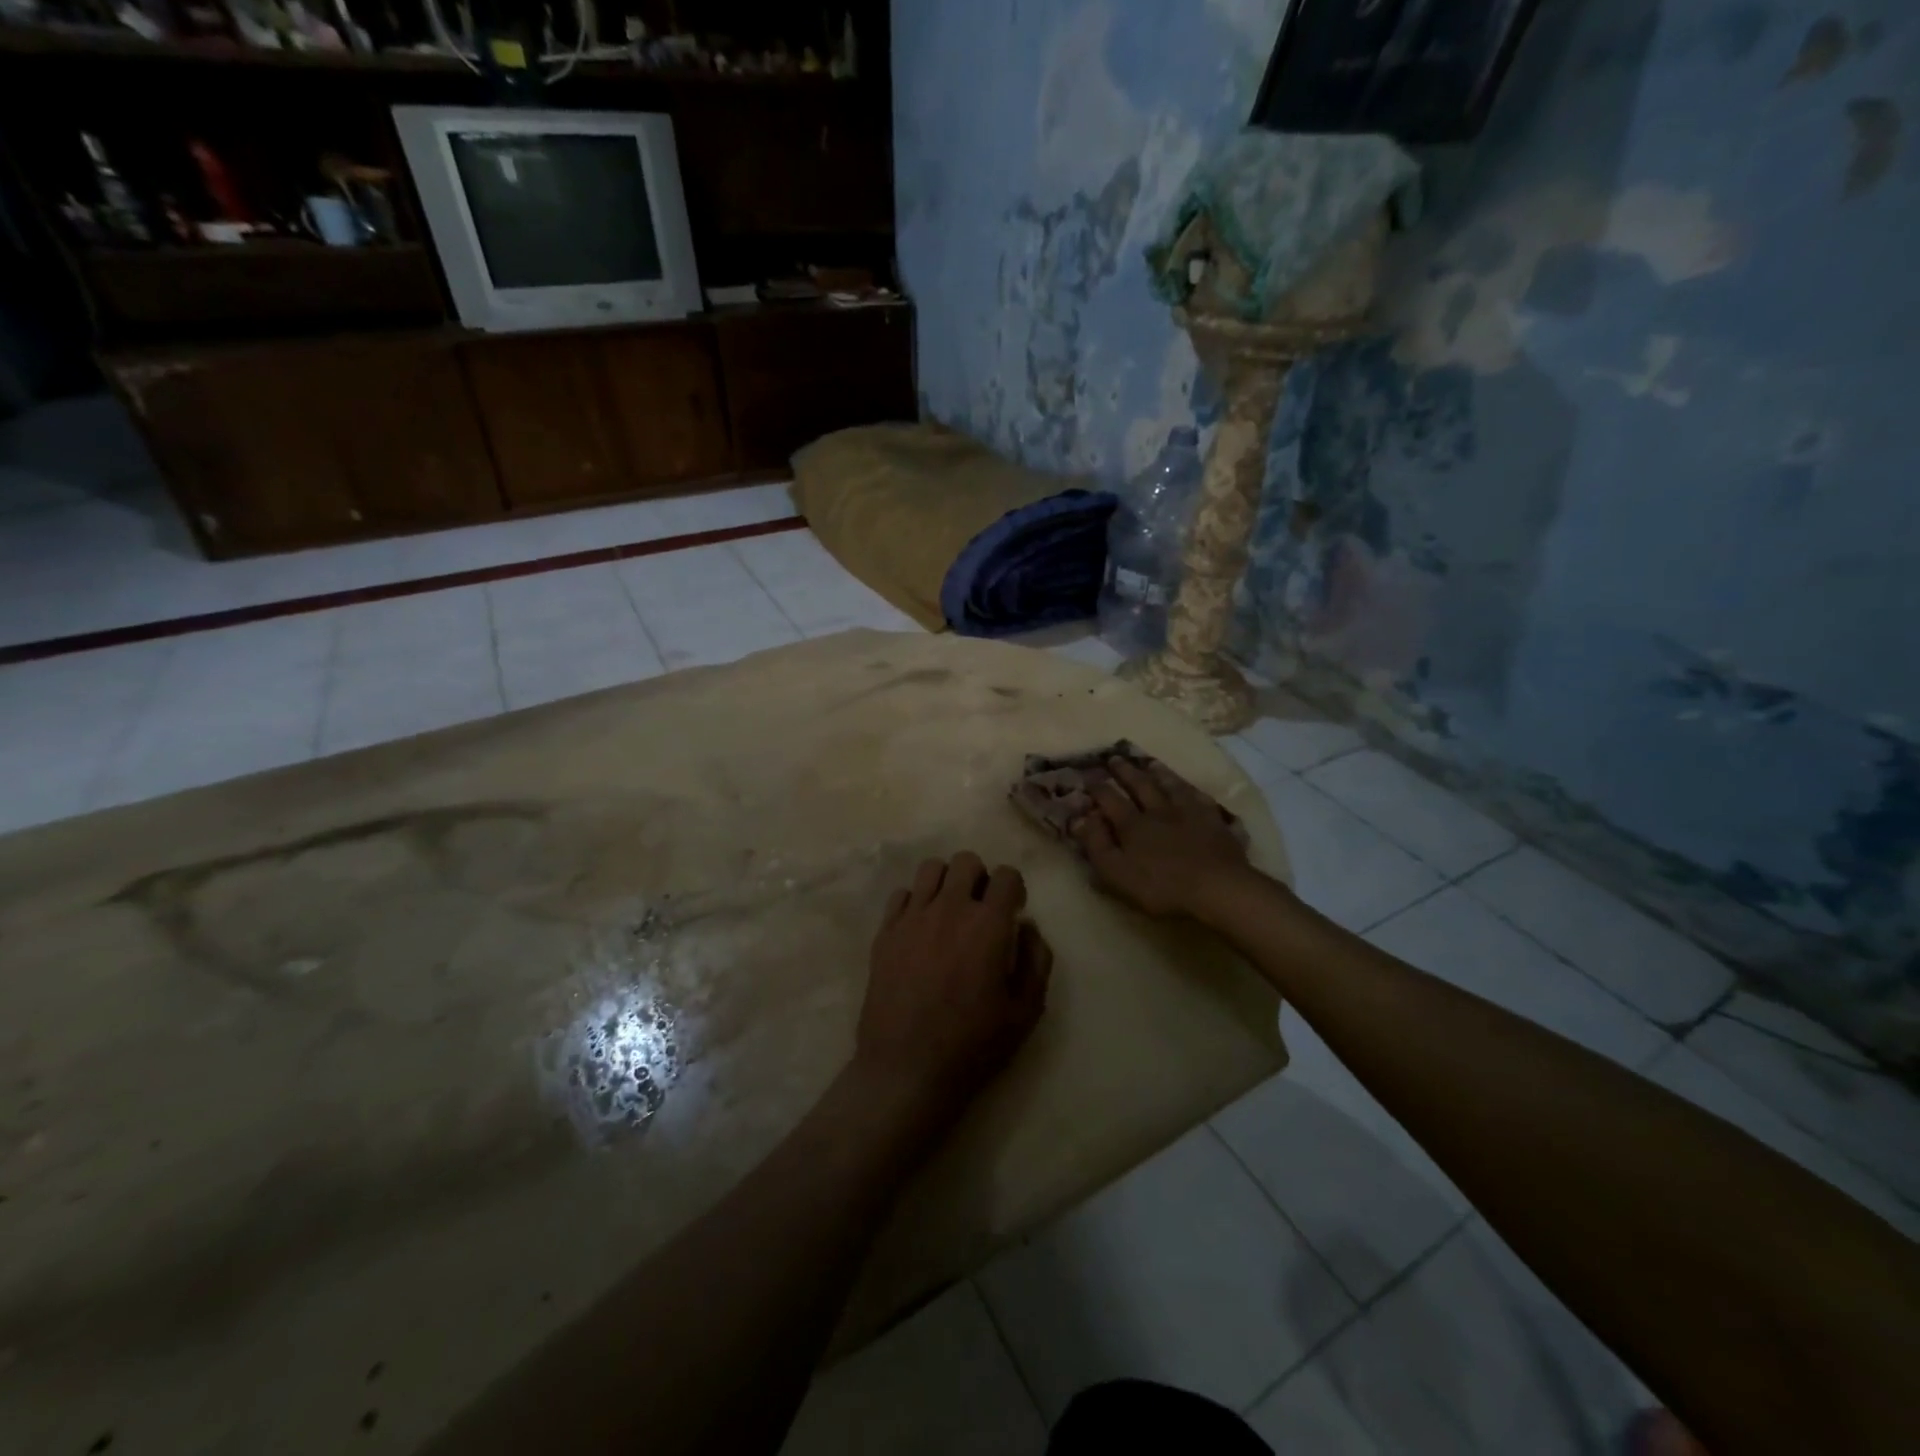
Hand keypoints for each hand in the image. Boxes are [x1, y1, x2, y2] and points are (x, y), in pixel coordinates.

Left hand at [853, 852, 1052, 1132]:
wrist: (906, 1069)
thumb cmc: (973, 1045)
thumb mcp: (1025, 1011)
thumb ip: (1036, 960)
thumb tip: (1028, 926)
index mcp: (987, 925)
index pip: (1006, 875)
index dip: (1014, 889)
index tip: (1012, 911)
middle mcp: (949, 909)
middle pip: (966, 861)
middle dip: (980, 878)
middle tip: (981, 910)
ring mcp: (912, 918)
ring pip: (930, 869)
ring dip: (946, 882)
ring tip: (949, 911)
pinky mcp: (885, 933)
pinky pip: (900, 894)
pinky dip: (914, 902)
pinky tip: (920, 928)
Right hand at [1070, 757, 1253, 917]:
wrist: (1217, 887)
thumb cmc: (1161, 886)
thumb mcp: (1116, 872)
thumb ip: (1096, 844)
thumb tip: (1079, 818)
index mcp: (1132, 824)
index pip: (1110, 799)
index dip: (1097, 788)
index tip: (1088, 776)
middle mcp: (1159, 810)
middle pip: (1140, 785)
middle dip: (1125, 771)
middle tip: (1115, 757)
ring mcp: (1189, 813)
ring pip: (1171, 786)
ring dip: (1159, 773)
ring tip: (1150, 762)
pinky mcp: (1215, 822)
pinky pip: (1201, 798)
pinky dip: (1192, 790)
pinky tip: (1190, 787)